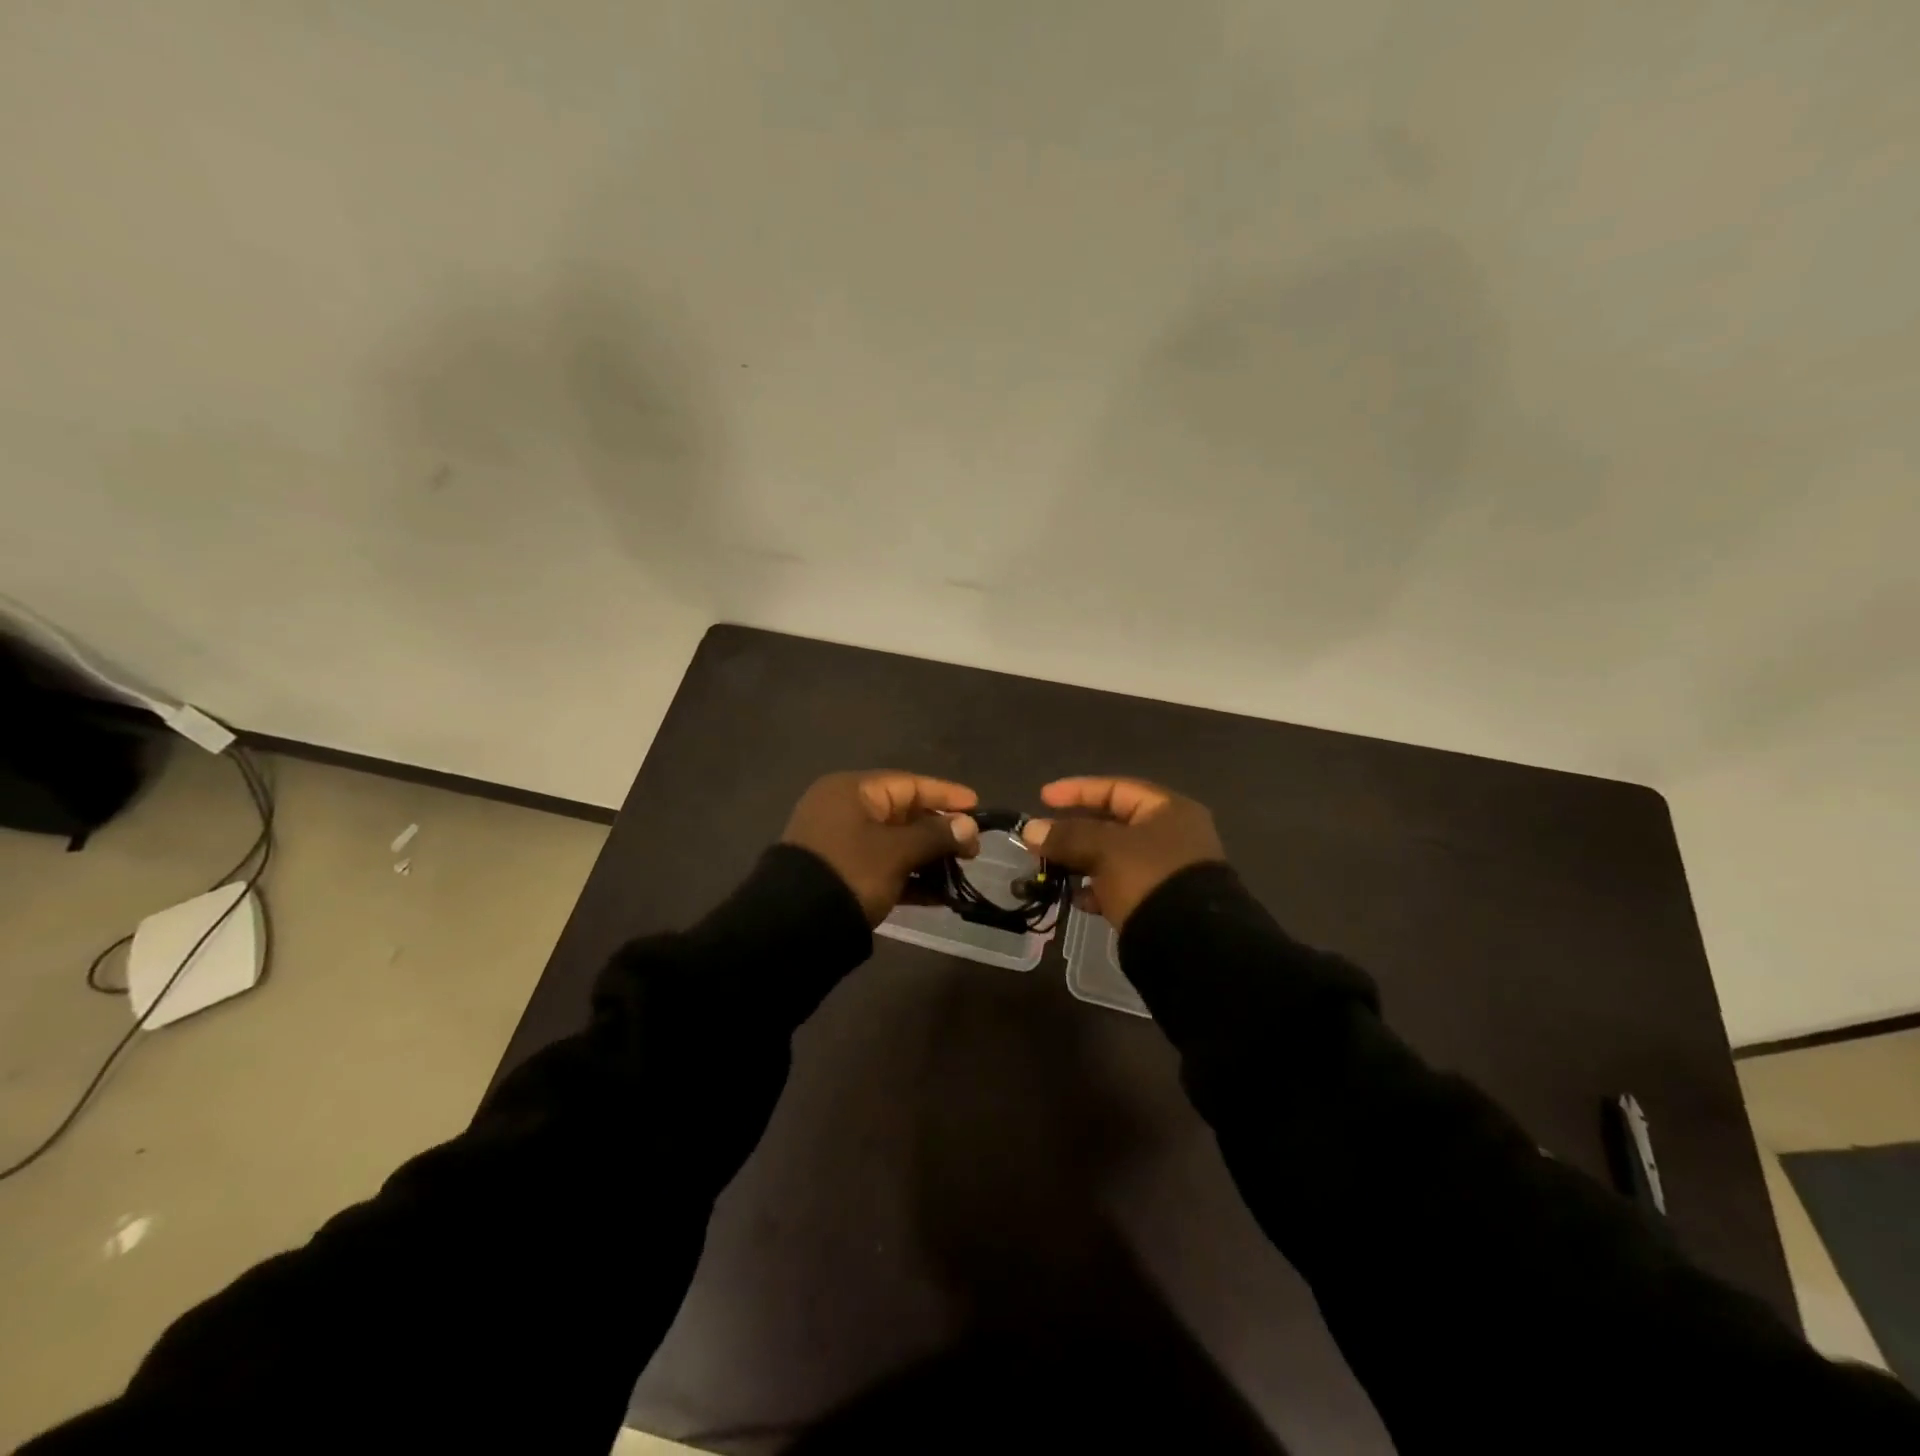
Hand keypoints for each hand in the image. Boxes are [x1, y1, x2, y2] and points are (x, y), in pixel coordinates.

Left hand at [782, 771, 980, 925]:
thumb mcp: (897, 852)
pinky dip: (910, 877)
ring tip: (961, 872)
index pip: (909, 784)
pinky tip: (939, 895)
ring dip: (928, 857)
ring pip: (895, 843)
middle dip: (940, 830)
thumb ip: (935, 835)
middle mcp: (844, 810)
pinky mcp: (841, 874)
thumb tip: (967, 826)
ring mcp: (840, 843)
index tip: (977, 806)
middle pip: (903, 813)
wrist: (795, 925)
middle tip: (973, 848)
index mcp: (852, 791)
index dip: (946, 795)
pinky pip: (883, 867)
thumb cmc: (851, 872)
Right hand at [1020, 777, 1223, 928]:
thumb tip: (1030, 830)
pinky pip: (1121, 885)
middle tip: (1042, 839)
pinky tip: (1077, 899)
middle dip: (1074, 831)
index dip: (1077, 790)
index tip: (1043, 798)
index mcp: (1168, 810)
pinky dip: (1097, 888)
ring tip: (1052, 870)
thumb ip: (1066, 836)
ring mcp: (1168, 870)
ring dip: (1081, 861)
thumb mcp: (1104, 850)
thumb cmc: (1148, 878)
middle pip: (1113, 823)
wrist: (1191, 944)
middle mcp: (1173, 835)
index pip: (1115, 788)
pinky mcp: (1161, 901)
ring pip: (1114, 856)